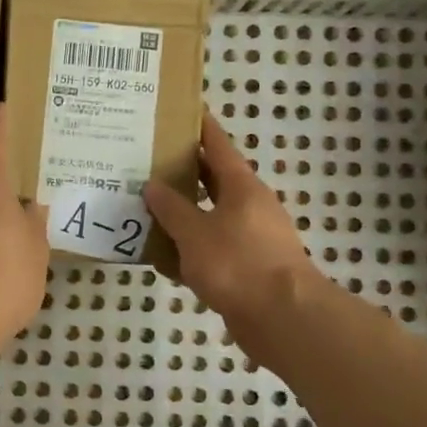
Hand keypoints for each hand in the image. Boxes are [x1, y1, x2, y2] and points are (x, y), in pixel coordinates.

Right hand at [144, 110, 319, 335]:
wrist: (282, 318)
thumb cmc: (238, 264)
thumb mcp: (195, 233)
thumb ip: (172, 209)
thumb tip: (153, 186)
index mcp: (241, 186)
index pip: (217, 144)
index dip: (199, 125)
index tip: (179, 108)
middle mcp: (249, 205)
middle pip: (212, 179)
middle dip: (182, 170)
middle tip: (146, 159)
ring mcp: (250, 237)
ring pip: (209, 215)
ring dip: (182, 212)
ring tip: (145, 206)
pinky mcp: (247, 267)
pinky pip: (211, 248)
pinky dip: (188, 248)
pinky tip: (161, 256)